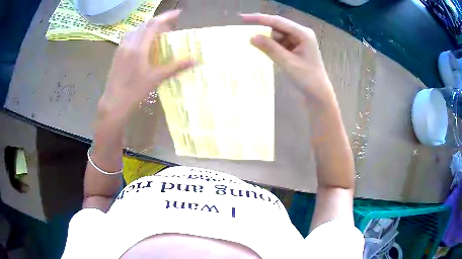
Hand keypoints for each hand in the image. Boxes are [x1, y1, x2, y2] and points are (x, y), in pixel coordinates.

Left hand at [98, 10, 193, 123]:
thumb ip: (175, 67)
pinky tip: (143, 42)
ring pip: (136, 30)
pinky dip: (139, 34)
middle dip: (158, 22)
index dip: (167, 16)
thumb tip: (194, 60)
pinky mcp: (117, 54)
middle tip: (170, 26)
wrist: (113, 103)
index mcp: (139, 47)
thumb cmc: (134, 92)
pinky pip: (129, 37)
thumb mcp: (156, 78)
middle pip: (145, 25)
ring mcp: (121, 48)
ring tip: (157, 33)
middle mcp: (129, 43)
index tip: (178, 13)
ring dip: (148, 27)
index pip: (154, 25)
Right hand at [241, 13, 335, 105]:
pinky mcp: (296, 47)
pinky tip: (275, 57)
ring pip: (277, 35)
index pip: (278, 21)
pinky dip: (274, 47)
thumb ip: (270, 48)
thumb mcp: (287, 63)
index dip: (259, 19)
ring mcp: (299, 40)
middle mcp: (301, 33)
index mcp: (303, 33)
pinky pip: (280, 43)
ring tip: (275, 58)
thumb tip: (252, 37)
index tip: (242, 18)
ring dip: (270, 43)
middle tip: (254, 42)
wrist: (318, 93)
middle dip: (266, 34)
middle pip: (277, 27)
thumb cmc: (307, 78)